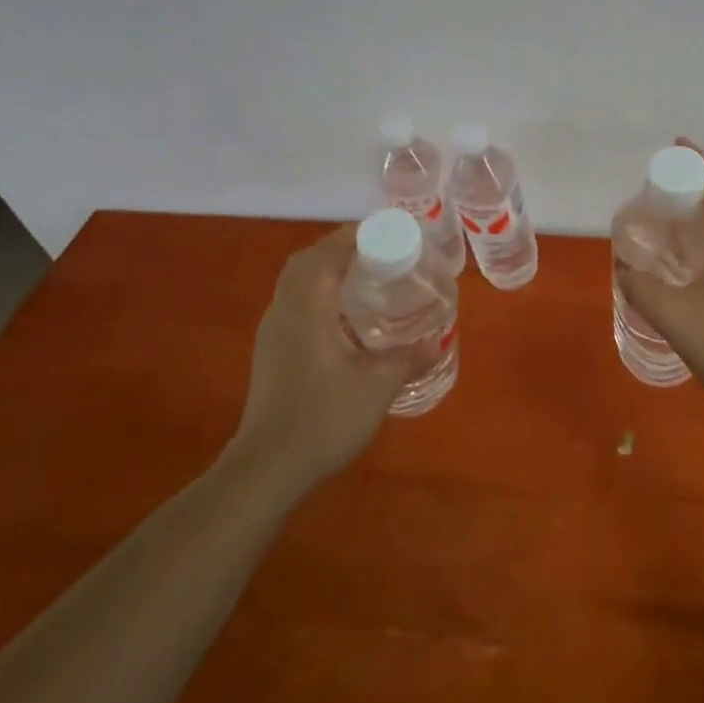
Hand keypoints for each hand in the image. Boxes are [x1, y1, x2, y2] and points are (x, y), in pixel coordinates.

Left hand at [226, 223, 436, 497]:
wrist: (267, 468)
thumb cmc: (324, 420)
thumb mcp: (378, 388)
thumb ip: (408, 358)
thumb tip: (436, 341)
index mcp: (308, 308)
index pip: (327, 253)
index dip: (356, 236)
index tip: (388, 234)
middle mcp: (284, 310)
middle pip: (306, 261)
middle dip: (340, 248)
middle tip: (379, 254)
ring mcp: (272, 331)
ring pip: (295, 281)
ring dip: (325, 269)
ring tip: (365, 279)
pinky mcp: (270, 351)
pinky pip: (293, 302)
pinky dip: (316, 292)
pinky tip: (343, 317)